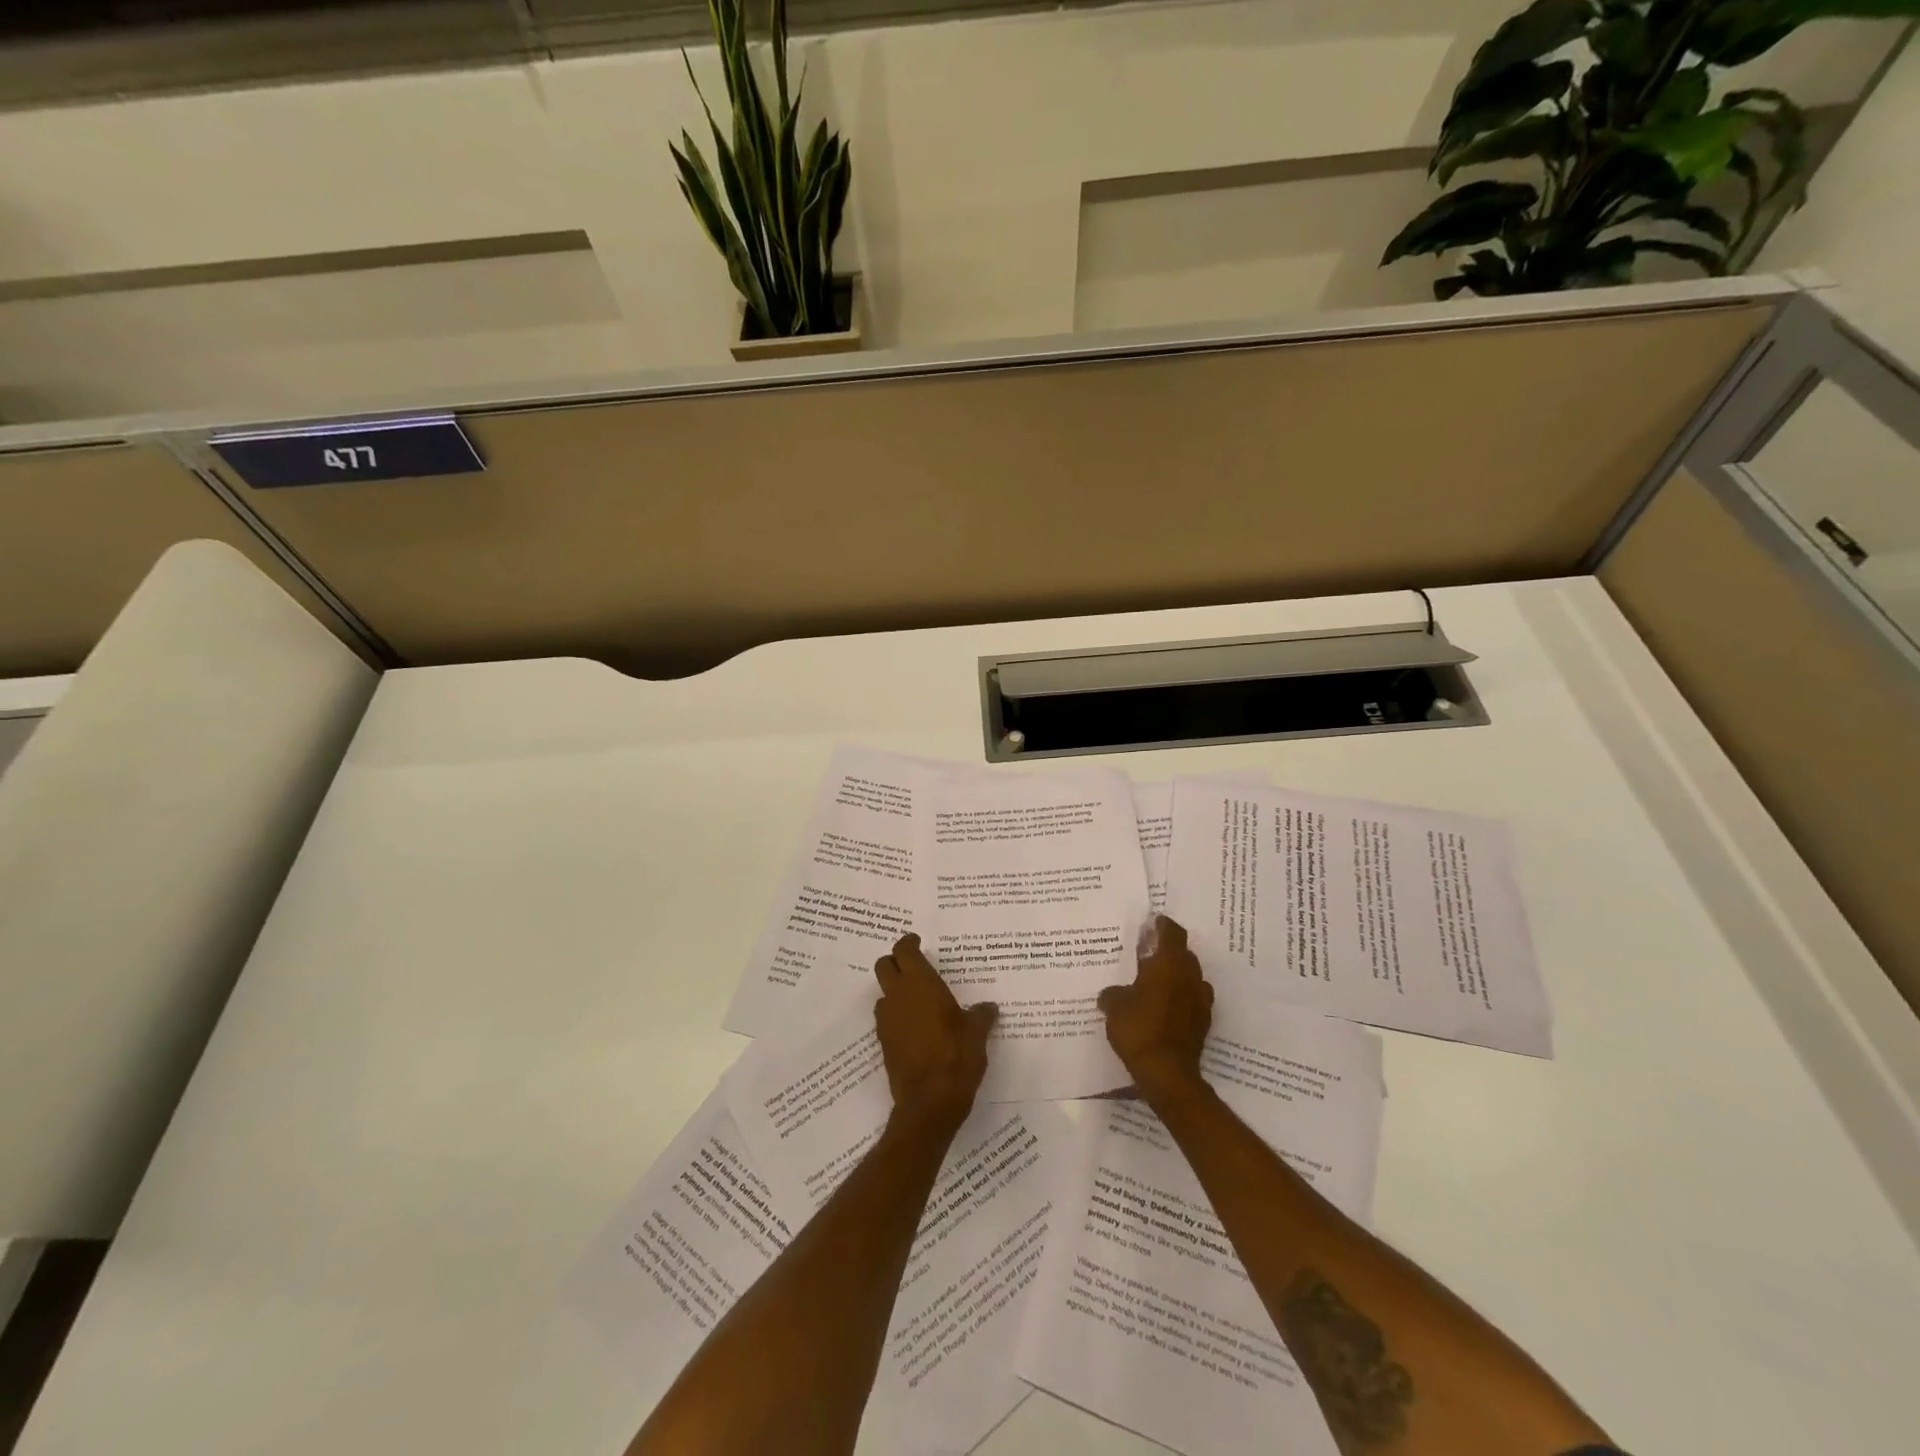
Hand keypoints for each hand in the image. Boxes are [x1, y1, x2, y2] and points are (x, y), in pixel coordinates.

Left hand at [873, 934, 995, 1137]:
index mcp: (921, 984)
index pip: (904, 951)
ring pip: (883, 993)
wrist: (929, 1104)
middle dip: (896, 962)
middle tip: (914, 966)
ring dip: (894, 991)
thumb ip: (980, 1015)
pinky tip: (915, 1028)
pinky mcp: (884, 1044)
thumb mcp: (977, 1034)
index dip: (909, 943)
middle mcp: (898, 997)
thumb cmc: (956, 1058)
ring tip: (917, 1000)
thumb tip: (987, 1007)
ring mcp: (887, 1021)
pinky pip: (887, 1019)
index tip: (918, 942)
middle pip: (884, 966)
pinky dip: (896, 1016)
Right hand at [1098, 915, 1213, 1105]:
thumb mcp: (1114, 1006)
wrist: (1167, 1073)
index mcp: (1169, 964)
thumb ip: (1113, 993)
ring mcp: (1201, 1001)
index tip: (1155, 922)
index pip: (1172, 933)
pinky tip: (1165, 1008)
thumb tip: (1110, 993)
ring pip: (1191, 978)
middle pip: (1184, 954)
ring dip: (1178, 976)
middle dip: (1169, 952)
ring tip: (1157, 983)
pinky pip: (1192, 1001)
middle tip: (1149, 955)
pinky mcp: (1203, 1023)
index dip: (1164, 925)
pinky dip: (1182, 999)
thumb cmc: (1138, 1028)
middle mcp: (1190, 977)